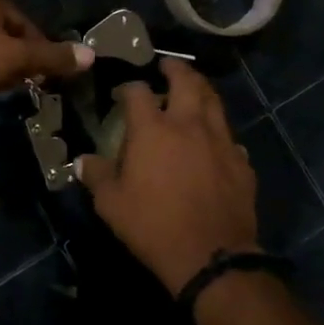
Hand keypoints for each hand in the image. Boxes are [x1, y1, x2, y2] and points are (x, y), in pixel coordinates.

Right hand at [76, 59, 259, 295]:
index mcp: (153, 129)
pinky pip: (230, 137)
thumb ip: (96, 176)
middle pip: (186, 81)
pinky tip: (215, 141)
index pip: (138, 92)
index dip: (128, 87)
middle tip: (166, 67)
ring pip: (214, 101)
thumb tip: (81, 161)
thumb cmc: (153, 225)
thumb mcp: (111, 204)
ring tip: (193, 89)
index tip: (122, 94)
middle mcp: (188, 124)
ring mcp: (220, 140)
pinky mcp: (241, 162)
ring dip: (201, 90)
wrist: (211, 256)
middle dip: (175, 69)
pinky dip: (219, 131)